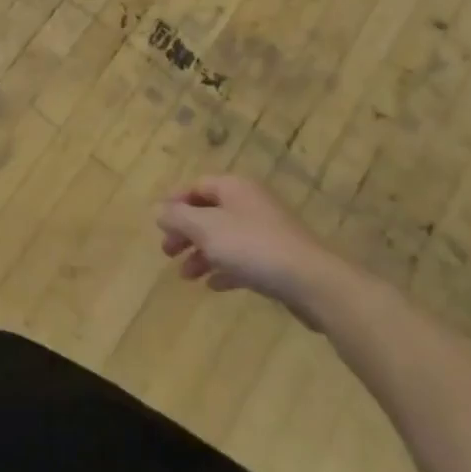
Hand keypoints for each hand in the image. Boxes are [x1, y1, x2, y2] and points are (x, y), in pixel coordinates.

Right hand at [157, 176, 349, 327]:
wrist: (311, 281)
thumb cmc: (252, 247)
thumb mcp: (206, 229)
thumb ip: (178, 217)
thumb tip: (159, 210)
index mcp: (234, 188)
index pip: (197, 186)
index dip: (175, 202)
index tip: (158, 224)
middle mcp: (250, 203)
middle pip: (209, 212)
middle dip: (186, 232)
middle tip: (167, 252)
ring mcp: (266, 231)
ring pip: (225, 238)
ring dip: (202, 254)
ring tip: (186, 276)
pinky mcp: (278, 258)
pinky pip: (243, 259)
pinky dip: (225, 268)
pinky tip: (213, 285)